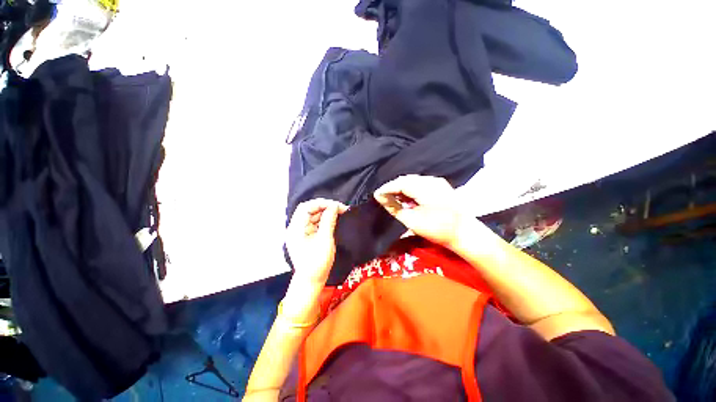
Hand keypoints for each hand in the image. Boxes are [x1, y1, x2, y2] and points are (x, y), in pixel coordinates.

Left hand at [286, 198, 347, 285]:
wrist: (311, 281)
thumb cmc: (317, 263)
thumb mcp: (325, 240)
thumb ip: (329, 221)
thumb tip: (334, 206)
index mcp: (296, 229)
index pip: (306, 207)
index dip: (321, 203)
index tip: (336, 205)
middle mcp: (295, 228)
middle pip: (309, 210)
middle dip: (324, 207)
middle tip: (340, 209)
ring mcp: (300, 232)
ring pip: (313, 216)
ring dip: (325, 213)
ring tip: (339, 213)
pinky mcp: (306, 236)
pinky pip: (315, 223)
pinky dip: (324, 220)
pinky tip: (333, 220)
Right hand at [374, 175, 464, 247]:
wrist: (465, 233)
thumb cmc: (438, 229)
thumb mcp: (412, 220)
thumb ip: (395, 207)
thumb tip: (381, 198)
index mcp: (424, 187)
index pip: (400, 183)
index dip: (386, 188)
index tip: (376, 195)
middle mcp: (431, 180)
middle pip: (407, 179)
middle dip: (393, 187)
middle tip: (384, 196)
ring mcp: (438, 182)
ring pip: (414, 181)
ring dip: (402, 188)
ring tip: (393, 197)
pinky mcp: (441, 186)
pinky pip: (421, 183)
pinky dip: (411, 189)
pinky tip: (407, 197)